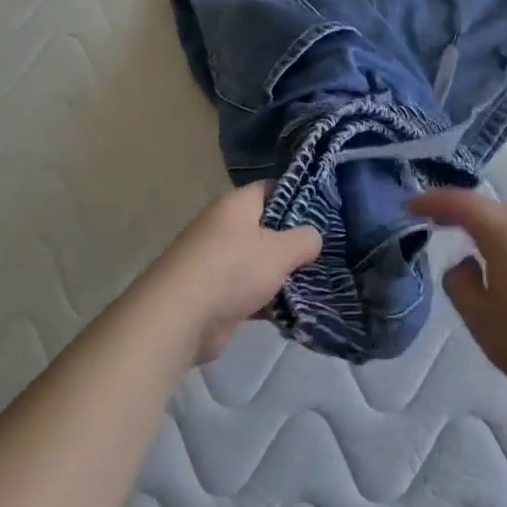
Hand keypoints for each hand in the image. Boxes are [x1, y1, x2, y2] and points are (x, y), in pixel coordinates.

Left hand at [139, 183, 321, 363]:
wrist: (181, 317)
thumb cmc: (233, 269)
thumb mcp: (280, 250)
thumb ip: (304, 240)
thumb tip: (313, 238)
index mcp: (235, 206)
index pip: (271, 189)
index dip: (298, 197)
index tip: (324, 213)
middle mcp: (223, 228)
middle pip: (266, 229)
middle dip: (294, 243)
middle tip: (325, 253)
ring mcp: (217, 263)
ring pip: (259, 264)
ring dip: (283, 276)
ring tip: (318, 283)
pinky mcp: (216, 295)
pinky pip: (250, 292)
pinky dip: (268, 301)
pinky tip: (296, 311)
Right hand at [408, 188, 506, 403]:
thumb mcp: (479, 317)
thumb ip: (459, 284)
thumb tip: (464, 265)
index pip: (464, 205)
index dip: (434, 201)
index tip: (408, 205)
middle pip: (489, 209)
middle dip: (456, 210)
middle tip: (428, 216)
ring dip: (480, 227)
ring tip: (457, 237)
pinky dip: (499, 243)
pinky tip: (493, 265)